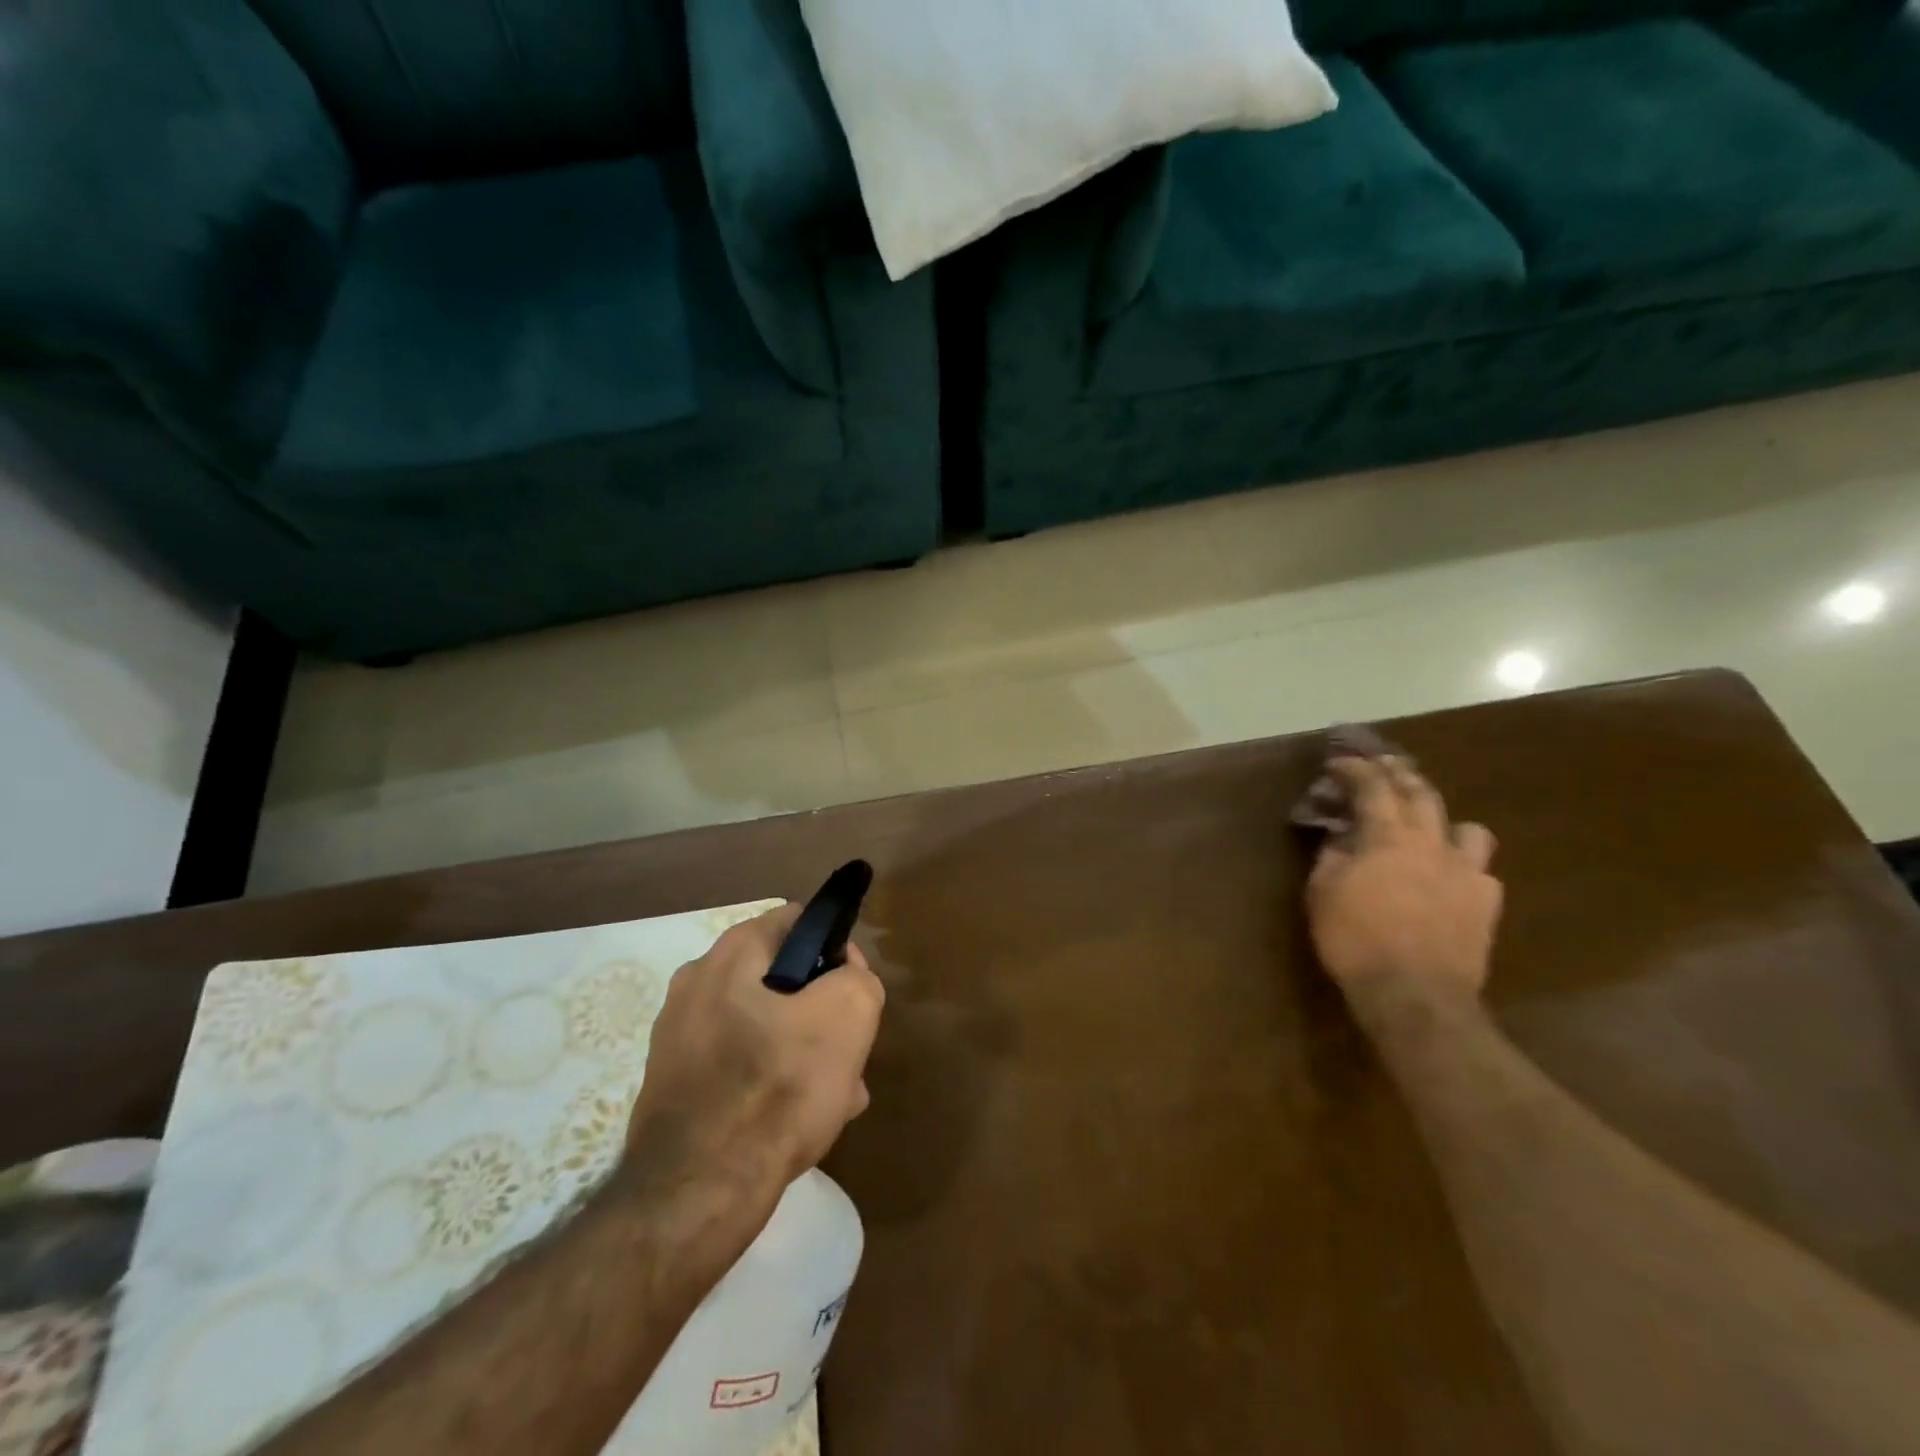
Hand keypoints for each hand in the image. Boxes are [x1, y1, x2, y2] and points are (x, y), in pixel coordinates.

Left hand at [624, 904, 884, 1206]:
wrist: (696, 1193)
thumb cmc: (778, 1086)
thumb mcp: (849, 1013)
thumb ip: (858, 976)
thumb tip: (843, 973)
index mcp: (732, 953)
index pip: (798, 921)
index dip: (836, 948)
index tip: (854, 990)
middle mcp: (696, 983)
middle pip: (782, 979)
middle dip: (821, 1011)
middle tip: (847, 1052)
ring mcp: (678, 1037)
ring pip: (764, 1029)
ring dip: (802, 1052)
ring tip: (834, 1097)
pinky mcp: (673, 1085)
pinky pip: (738, 1068)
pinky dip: (769, 1083)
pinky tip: (797, 1124)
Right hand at [1306, 757, 1502, 1008]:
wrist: (1415, 994)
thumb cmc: (1355, 939)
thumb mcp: (1322, 893)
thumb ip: (1332, 856)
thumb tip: (1340, 837)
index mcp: (1388, 836)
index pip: (1372, 787)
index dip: (1355, 769)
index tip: (1339, 762)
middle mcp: (1432, 843)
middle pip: (1421, 793)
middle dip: (1400, 774)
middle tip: (1385, 765)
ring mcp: (1467, 872)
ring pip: (1467, 828)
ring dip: (1445, 820)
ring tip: (1430, 826)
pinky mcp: (1486, 903)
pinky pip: (1481, 871)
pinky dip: (1463, 865)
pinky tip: (1450, 878)